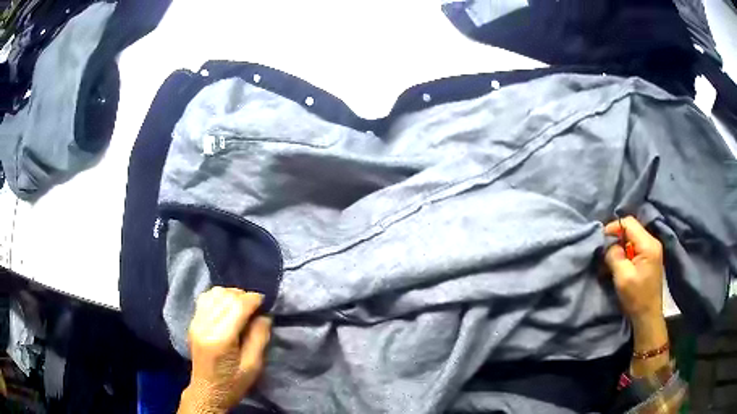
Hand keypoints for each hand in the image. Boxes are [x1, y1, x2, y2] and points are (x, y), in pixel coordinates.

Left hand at [178, 287, 271, 413]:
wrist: (207, 391)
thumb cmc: (233, 383)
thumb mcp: (253, 366)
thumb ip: (259, 337)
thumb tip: (264, 315)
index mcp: (220, 338)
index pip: (237, 306)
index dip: (253, 299)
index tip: (265, 302)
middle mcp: (205, 325)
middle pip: (225, 296)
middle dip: (243, 296)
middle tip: (255, 308)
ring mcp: (195, 322)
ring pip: (214, 293)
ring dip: (231, 295)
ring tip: (241, 306)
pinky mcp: (192, 322)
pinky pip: (205, 298)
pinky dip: (219, 297)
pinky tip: (227, 307)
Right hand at [603, 216, 664, 324]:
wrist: (648, 316)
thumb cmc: (636, 298)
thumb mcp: (623, 277)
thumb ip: (615, 256)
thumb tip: (609, 245)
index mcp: (648, 244)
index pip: (629, 223)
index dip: (614, 227)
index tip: (601, 239)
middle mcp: (652, 242)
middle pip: (631, 229)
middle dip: (616, 238)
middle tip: (604, 252)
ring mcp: (652, 250)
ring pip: (632, 238)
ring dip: (620, 247)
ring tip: (610, 260)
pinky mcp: (649, 258)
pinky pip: (635, 247)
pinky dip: (625, 253)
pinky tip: (619, 265)